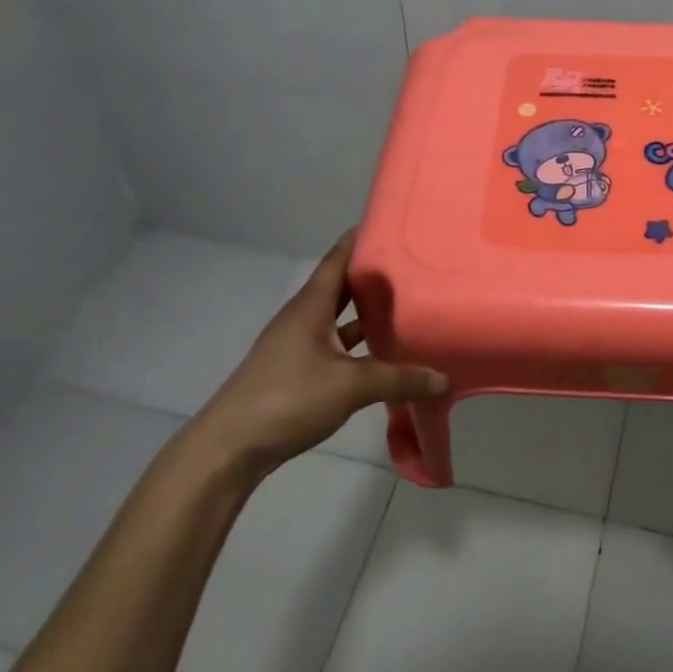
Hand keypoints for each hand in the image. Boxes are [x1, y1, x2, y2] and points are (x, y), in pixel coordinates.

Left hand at [191, 229, 446, 477]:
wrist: (229, 449)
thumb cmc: (288, 398)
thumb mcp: (351, 386)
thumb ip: (399, 379)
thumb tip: (443, 378)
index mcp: (311, 305)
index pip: (339, 257)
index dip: (363, 238)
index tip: (394, 222)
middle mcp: (304, 317)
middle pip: (342, 285)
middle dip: (374, 274)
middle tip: (413, 263)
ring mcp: (298, 344)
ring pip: (340, 317)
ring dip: (367, 311)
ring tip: (407, 303)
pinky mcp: (297, 370)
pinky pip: (336, 344)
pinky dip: (358, 343)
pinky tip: (383, 351)